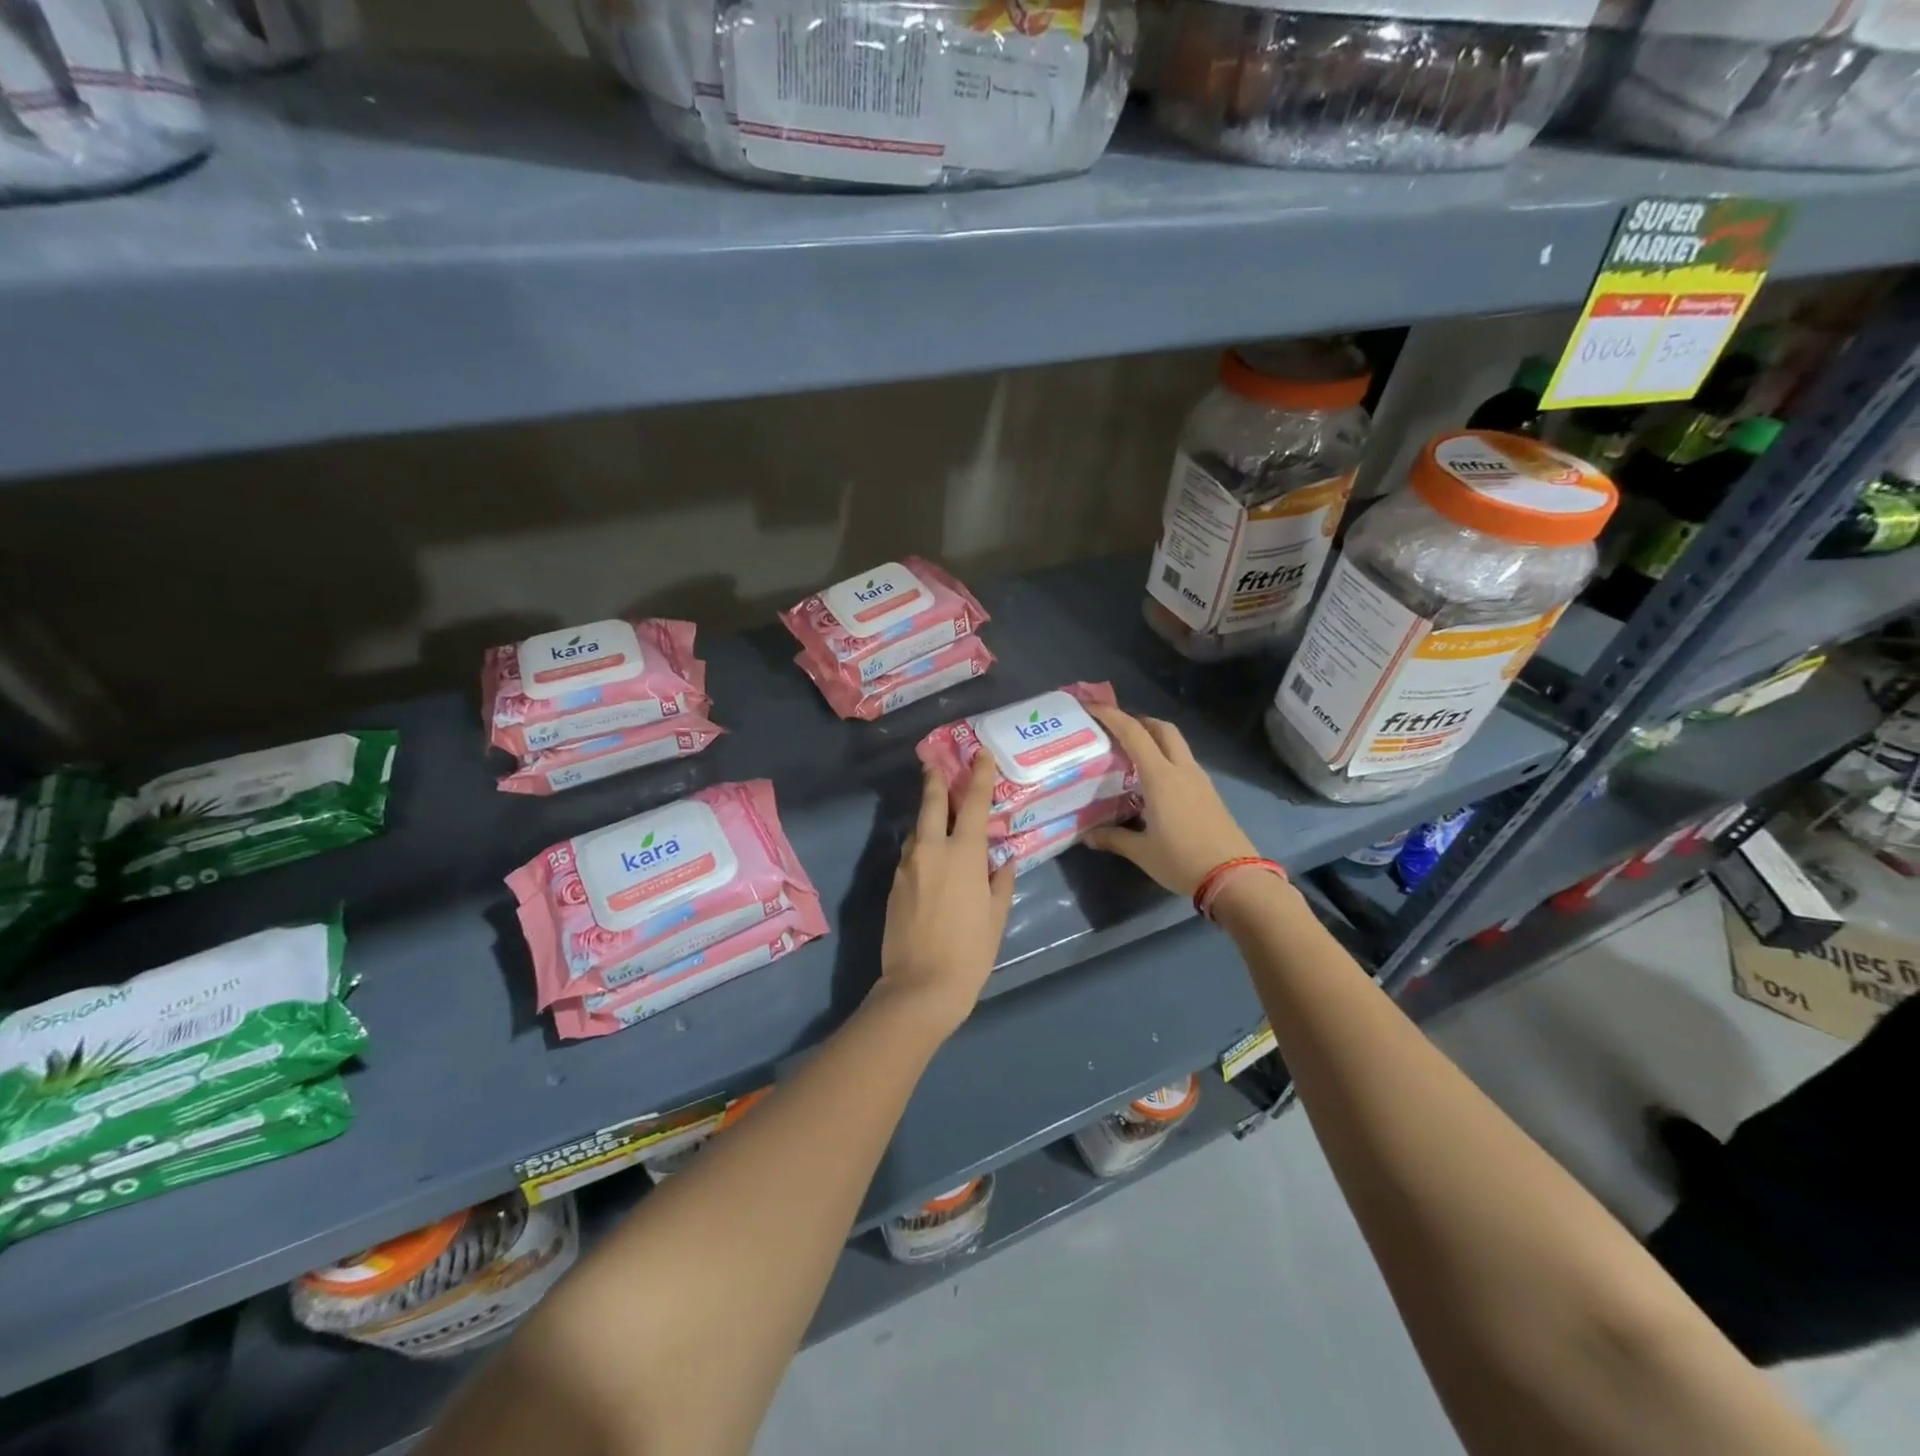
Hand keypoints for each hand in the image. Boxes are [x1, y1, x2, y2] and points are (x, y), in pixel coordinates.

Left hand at [874, 759, 1015, 1034]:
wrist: (919, 986)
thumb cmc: (970, 953)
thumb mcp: (996, 918)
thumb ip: (1000, 884)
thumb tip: (1003, 864)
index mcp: (963, 855)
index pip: (974, 804)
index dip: (978, 776)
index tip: (980, 754)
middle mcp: (931, 851)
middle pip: (931, 803)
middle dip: (935, 779)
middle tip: (934, 761)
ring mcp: (907, 866)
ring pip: (916, 830)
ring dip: (927, 816)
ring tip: (936, 812)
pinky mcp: (893, 884)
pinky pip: (909, 855)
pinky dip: (920, 846)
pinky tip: (928, 856)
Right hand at [1084, 702, 1258, 897]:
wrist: (1235, 877)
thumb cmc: (1182, 860)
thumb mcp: (1142, 852)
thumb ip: (1113, 838)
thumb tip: (1087, 836)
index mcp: (1161, 777)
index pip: (1134, 734)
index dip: (1112, 716)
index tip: (1091, 707)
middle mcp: (1182, 770)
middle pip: (1162, 728)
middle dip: (1138, 721)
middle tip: (1115, 730)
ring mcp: (1200, 780)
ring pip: (1176, 744)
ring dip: (1155, 739)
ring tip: (1131, 755)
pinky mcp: (1209, 793)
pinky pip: (1184, 763)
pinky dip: (1166, 758)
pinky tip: (1154, 781)